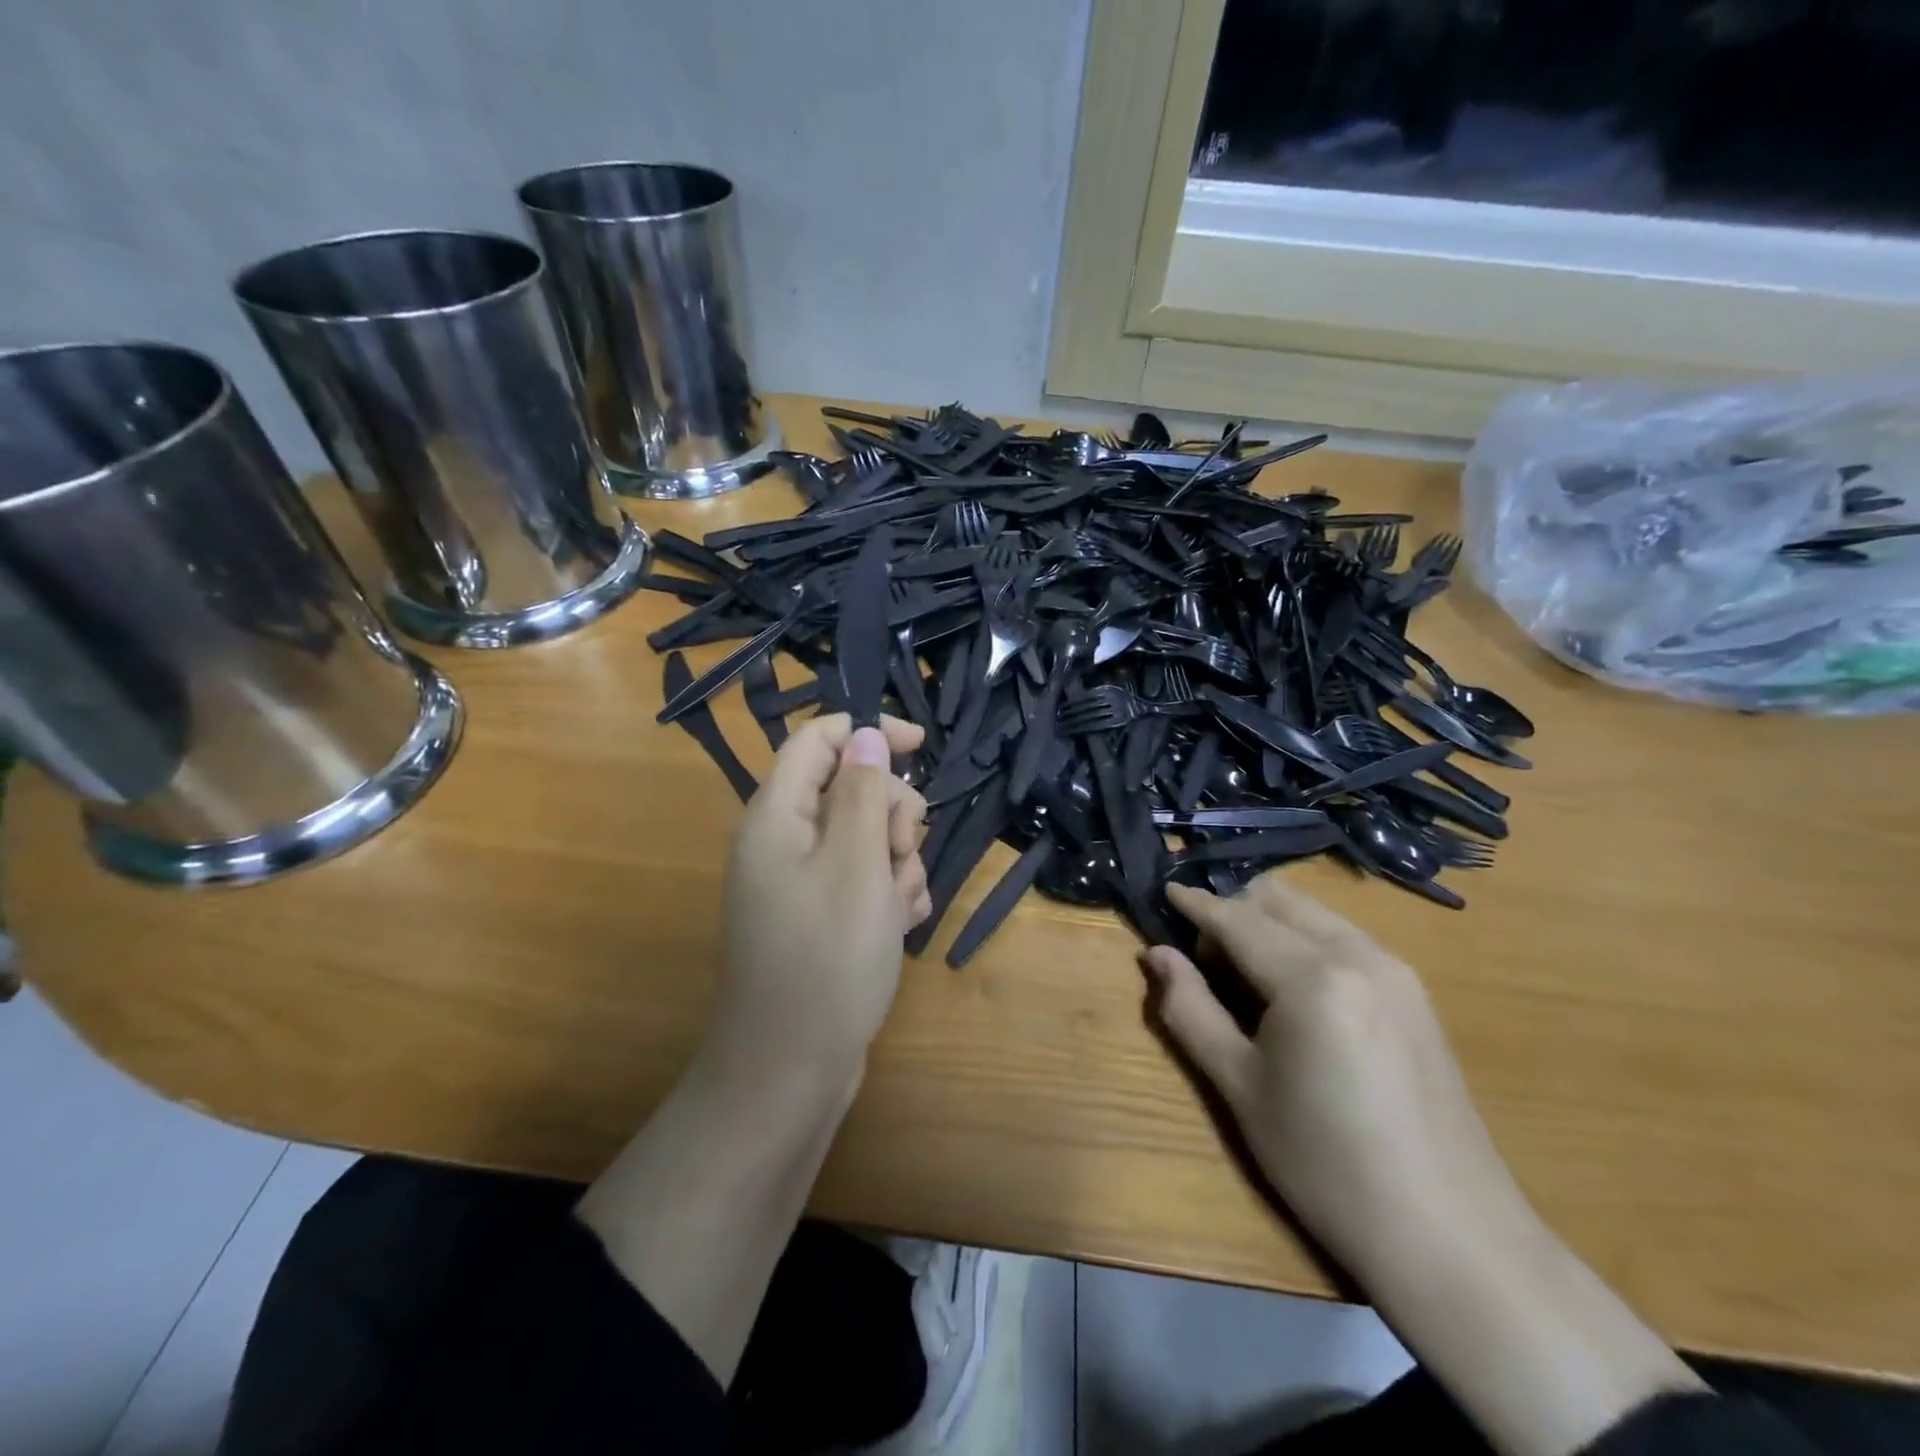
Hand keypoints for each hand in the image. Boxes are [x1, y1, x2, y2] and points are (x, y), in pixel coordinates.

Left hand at [711, 713, 929, 1101]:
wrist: (791, 1071)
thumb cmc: (826, 960)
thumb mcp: (856, 865)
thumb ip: (863, 793)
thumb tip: (866, 737)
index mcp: (777, 815)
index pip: (819, 740)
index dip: (870, 732)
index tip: (922, 745)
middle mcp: (785, 841)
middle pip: (851, 788)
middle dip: (891, 813)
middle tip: (898, 854)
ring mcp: (803, 882)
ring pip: (867, 837)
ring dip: (897, 861)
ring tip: (898, 906)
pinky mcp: (821, 917)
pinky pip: (865, 881)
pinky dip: (889, 894)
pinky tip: (898, 927)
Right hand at [1144, 874, 1531, 1274]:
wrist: (1450, 1235)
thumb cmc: (1326, 1164)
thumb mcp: (1240, 1087)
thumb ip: (1190, 1009)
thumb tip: (1156, 954)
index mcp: (1312, 977)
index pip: (1237, 919)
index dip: (1196, 904)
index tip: (1164, 892)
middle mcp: (1359, 954)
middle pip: (1279, 899)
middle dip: (1234, 910)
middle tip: (1206, 960)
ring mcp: (1396, 970)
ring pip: (1314, 913)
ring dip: (1269, 922)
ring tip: (1246, 978)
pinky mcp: (1415, 993)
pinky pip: (1344, 937)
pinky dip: (1304, 941)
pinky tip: (1295, 993)